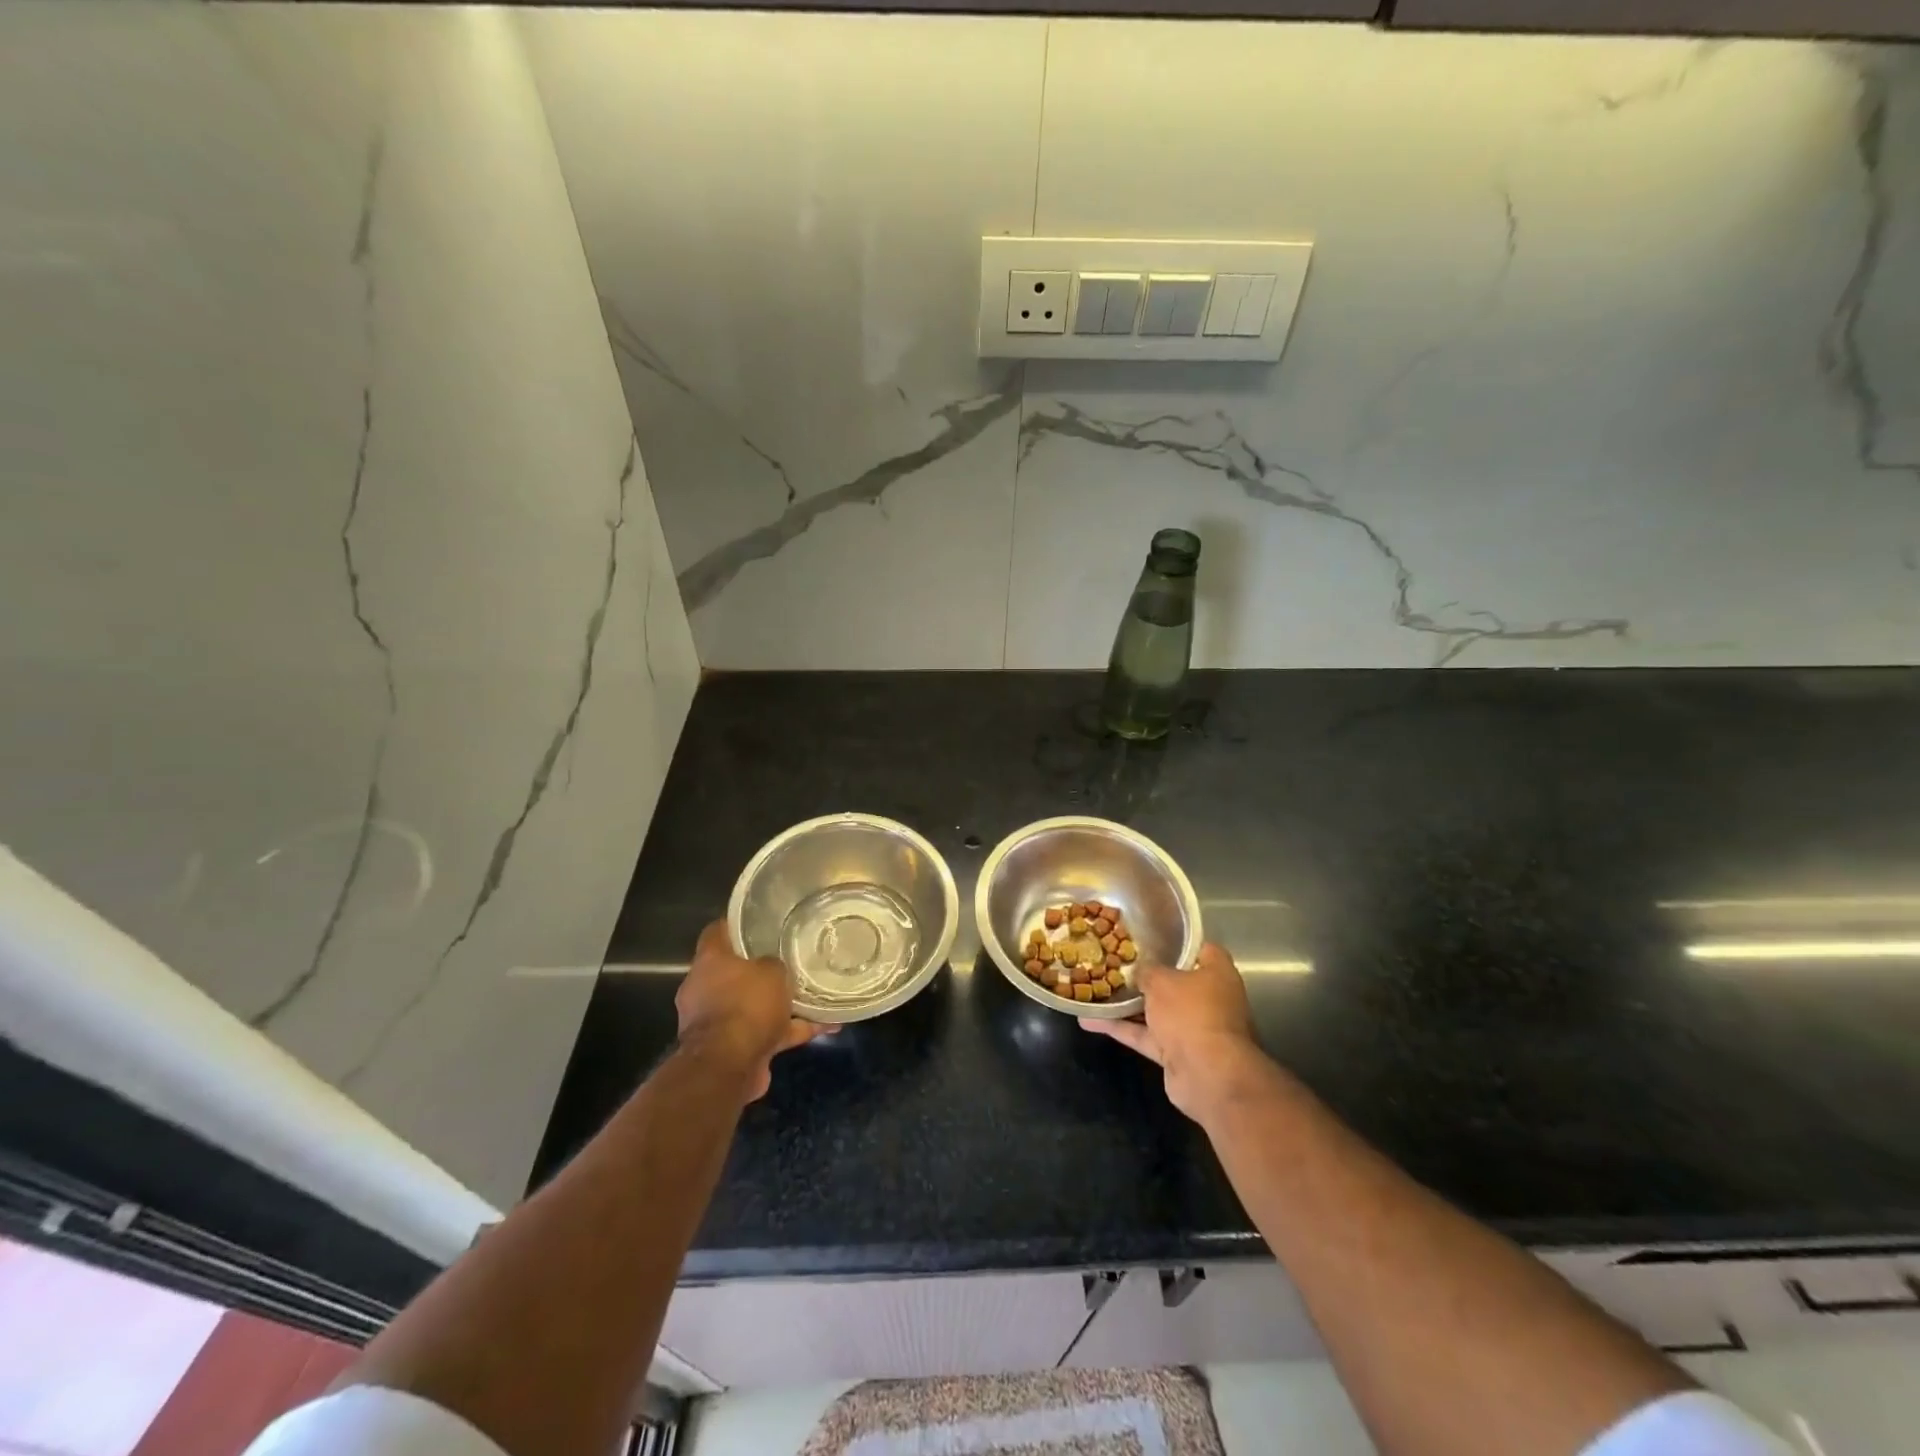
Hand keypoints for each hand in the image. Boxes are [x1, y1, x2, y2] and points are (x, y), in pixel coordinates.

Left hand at [675, 920, 828, 1100]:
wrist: (728, 1066)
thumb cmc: (746, 1005)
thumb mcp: (771, 971)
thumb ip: (774, 965)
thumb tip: (773, 968)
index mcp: (709, 962)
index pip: (717, 932)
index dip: (736, 925)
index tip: (758, 921)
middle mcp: (704, 989)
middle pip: (734, 972)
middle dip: (761, 970)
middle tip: (789, 961)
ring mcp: (715, 1021)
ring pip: (752, 1006)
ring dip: (780, 1006)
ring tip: (814, 999)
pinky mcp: (730, 1049)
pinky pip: (765, 1033)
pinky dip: (790, 1031)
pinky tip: (823, 1028)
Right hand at [1079, 942, 1272, 1122]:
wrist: (1206, 1074)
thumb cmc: (1191, 1012)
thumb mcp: (1161, 980)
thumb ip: (1146, 971)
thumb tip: (1138, 972)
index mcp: (1217, 974)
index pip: (1201, 948)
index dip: (1178, 941)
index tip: (1151, 935)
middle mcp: (1209, 999)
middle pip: (1175, 981)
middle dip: (1147, 974)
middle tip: (1117, 961)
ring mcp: (1192, 1027)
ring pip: (1156, 1010)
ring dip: (1127, 1004)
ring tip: (1096, 988)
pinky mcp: (1176, 1052)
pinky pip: (1145, 1035)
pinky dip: (1121, 1028)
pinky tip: (1089, 1021)